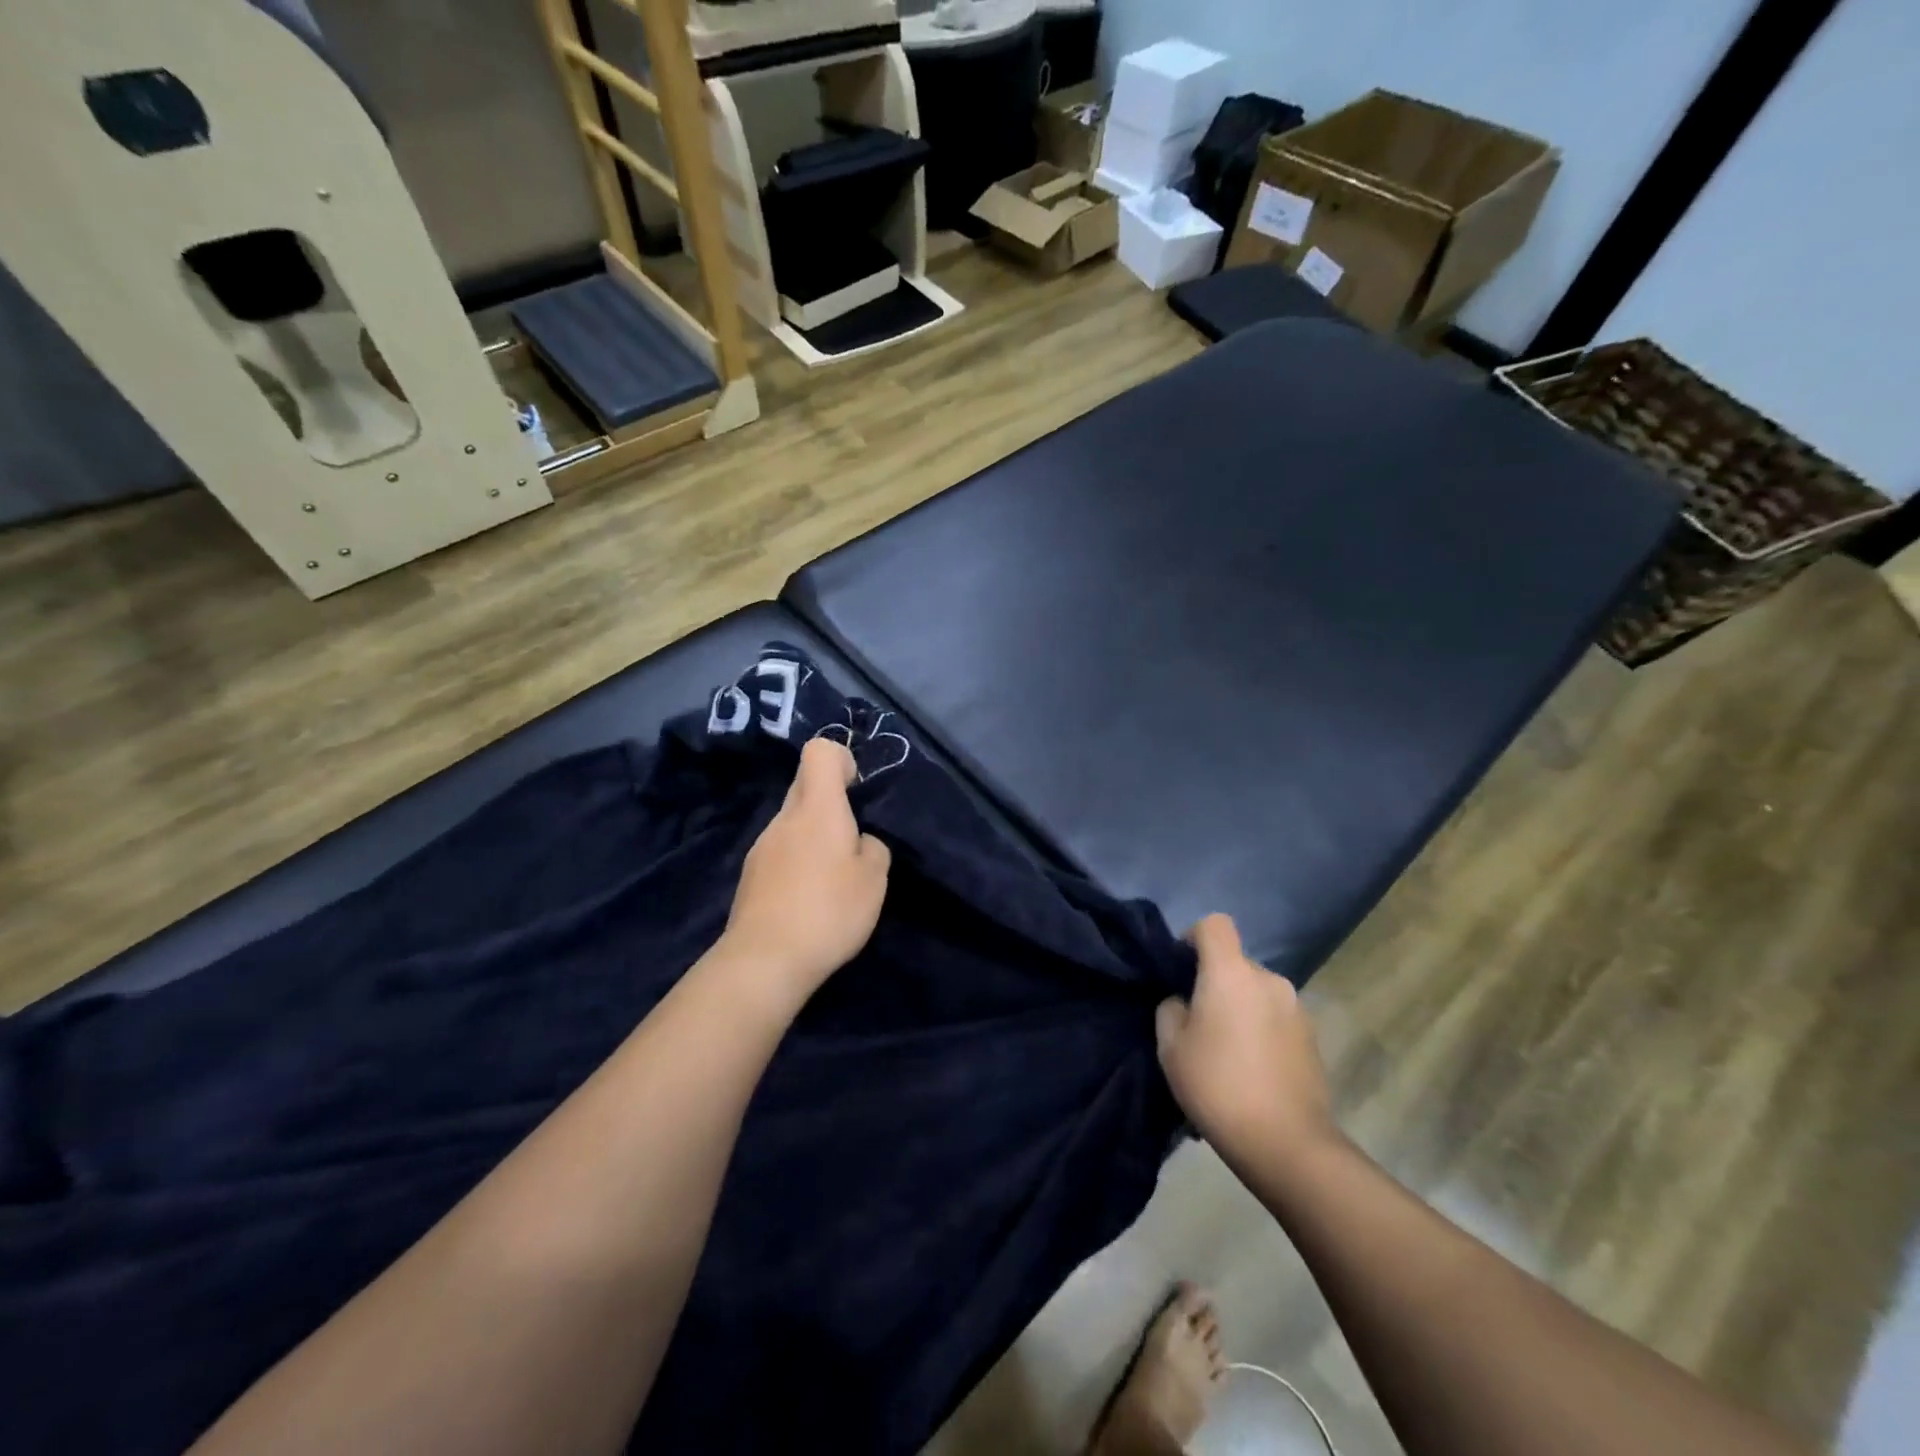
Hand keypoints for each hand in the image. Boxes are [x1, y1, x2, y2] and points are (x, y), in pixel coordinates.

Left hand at [719, 738, 891, 1012]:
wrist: (764, 960)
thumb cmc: (828, 911)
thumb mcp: (874, 879)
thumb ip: (873, 848)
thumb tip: (860, 841)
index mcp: (817, 808)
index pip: (819, 752)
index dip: (841, 759)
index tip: (857, 789)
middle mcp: (784, 818)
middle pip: (805, 785)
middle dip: (831, 801)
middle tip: (853, 838)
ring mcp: (762, 846)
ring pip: (792, 821)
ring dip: (814, 836)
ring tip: (833, 878)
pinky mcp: (750, 875)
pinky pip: (780, 851)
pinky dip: (797, 862)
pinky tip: (809, 899)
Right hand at [1155, 915, 1338, 1166]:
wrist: (1287, 1144)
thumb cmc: (1218, 1085)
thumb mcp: (1170, 1047)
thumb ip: (1170, 1009)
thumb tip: (1184, 1002)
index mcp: (1231, 973)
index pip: (1214, 924)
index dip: (1193, 937)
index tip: (1181, 969)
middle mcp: (1268, 979)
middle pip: (1235, 961)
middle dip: (1215, 980)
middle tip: (1197, 1021)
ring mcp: (1296, 1008)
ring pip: (1256, 991)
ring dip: (1239, 1007)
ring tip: (1225, 1050)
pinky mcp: (1312, 1037)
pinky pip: (1275, 1017)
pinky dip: (1260, 1029)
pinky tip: (1251, 1068)